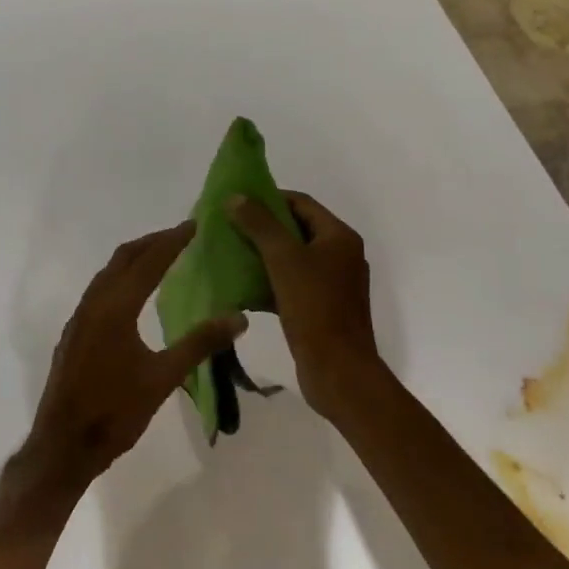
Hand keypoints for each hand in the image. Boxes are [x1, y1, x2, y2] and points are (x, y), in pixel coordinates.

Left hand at [14, 223, 246, 500]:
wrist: (63, 445)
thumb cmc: (115, 412)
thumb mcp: (163, 378)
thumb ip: (200, 344)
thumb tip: (239, 317)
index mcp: (115, 307)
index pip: (149, 261)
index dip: (172, 240)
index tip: (195, 224)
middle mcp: (94, 303)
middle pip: (124, 258)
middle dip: (152, 242)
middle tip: (182, 235)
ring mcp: (80, 317)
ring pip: (108, 273)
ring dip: (135, 258)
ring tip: (162, 257)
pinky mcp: (74, 333)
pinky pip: (100, 290)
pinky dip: (121, 278)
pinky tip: (134, 295)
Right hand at [228, 192, 385, 417]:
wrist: (339, 372)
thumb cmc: (315, 307)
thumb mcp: (283, 259)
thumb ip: (259, 224)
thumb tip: (236, 197)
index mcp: (339, 237)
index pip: (301, 203)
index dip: (269, 198)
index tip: (237, 202)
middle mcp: (340, 256)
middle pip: (296, 229)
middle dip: (261, 227)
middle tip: (229, 227)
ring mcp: (332, 284)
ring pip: (291, 258)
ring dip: (262, 254)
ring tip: (229, 253)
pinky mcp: (321, 309)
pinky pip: (291, 284)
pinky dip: (268, 281)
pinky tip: (241, 287)